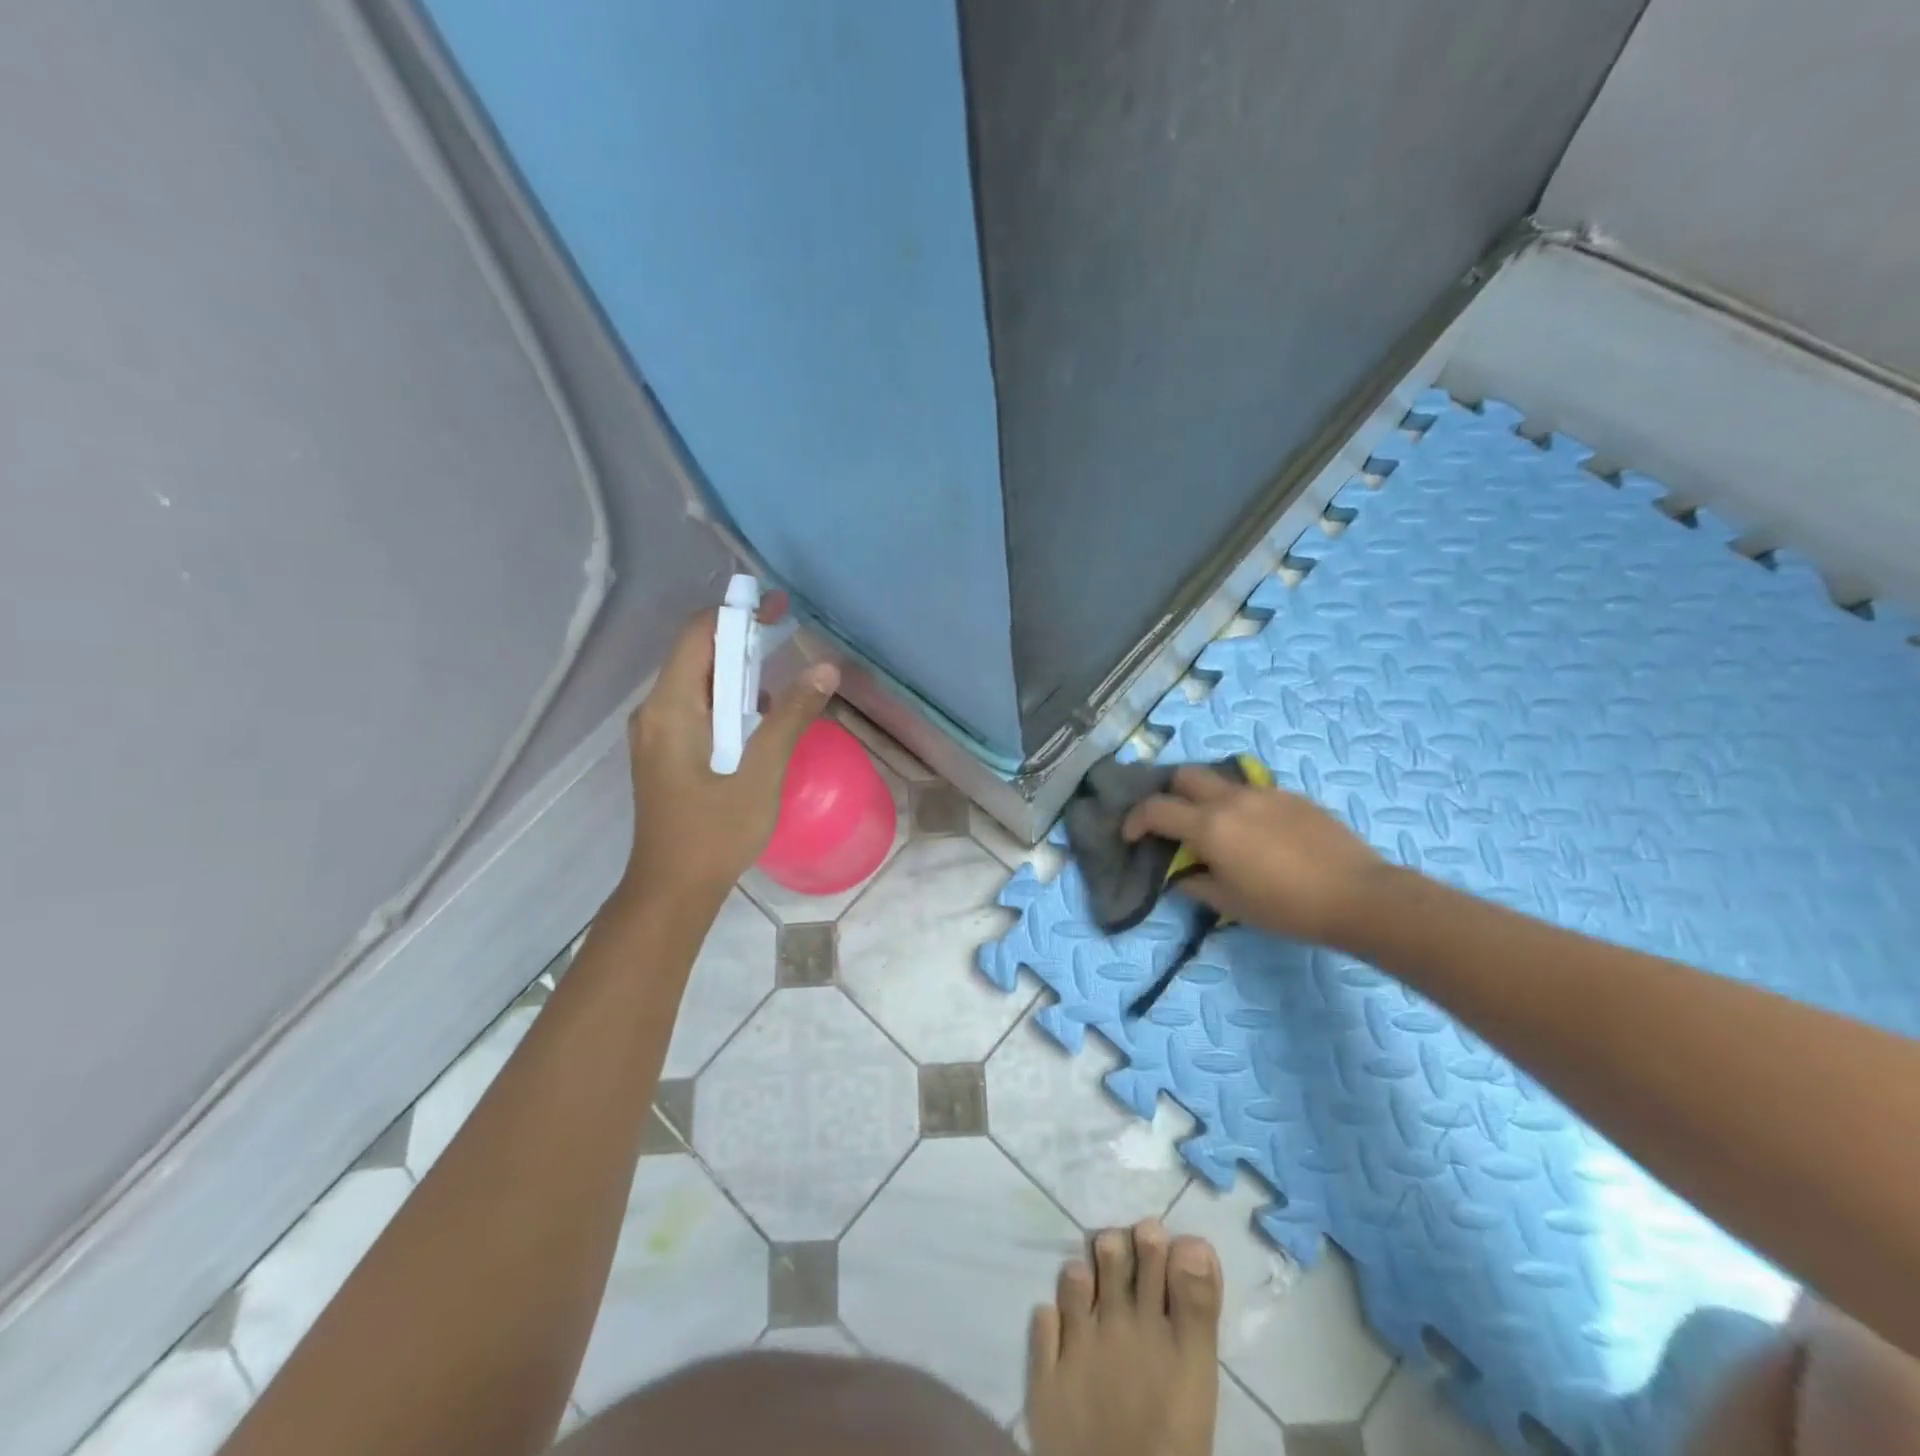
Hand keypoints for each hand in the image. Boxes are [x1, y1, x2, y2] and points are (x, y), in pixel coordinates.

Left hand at [622, 597, 838, 906]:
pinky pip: (697, 709)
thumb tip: (824, 668)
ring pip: (698, 683)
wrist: (672, 890)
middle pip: (697, 655)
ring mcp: (656, 733)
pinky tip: (759, 725)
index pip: (698, 634)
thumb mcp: (761, 771)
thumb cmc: (715, 832)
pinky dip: (728, 703)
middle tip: (789, 641)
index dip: (737, 614)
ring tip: (782, 686)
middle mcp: (655, 711)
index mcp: (671, 707)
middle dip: (743, 642)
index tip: (779, 609)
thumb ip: (791, 716)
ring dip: (738, 675)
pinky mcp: (665, 752)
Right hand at [1122, 765, 1386, 946]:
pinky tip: (1255, 833)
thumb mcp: (1229, 903)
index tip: (1130, 836)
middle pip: (1184, 776)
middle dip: (1169, 794)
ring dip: (1204, 797)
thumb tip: (1180, 871)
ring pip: (1220, 780)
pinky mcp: (1292, 796)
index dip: (1135, 821)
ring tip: (1214, 828)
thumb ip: (1194, 882)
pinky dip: (1238, 805)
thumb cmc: (1286, 907)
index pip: (1156, 809)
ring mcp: (1264, 792)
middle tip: (1172, 822)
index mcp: (1209, 826)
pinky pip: (1252, 791)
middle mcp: (1231, 799)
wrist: (1359, 896)